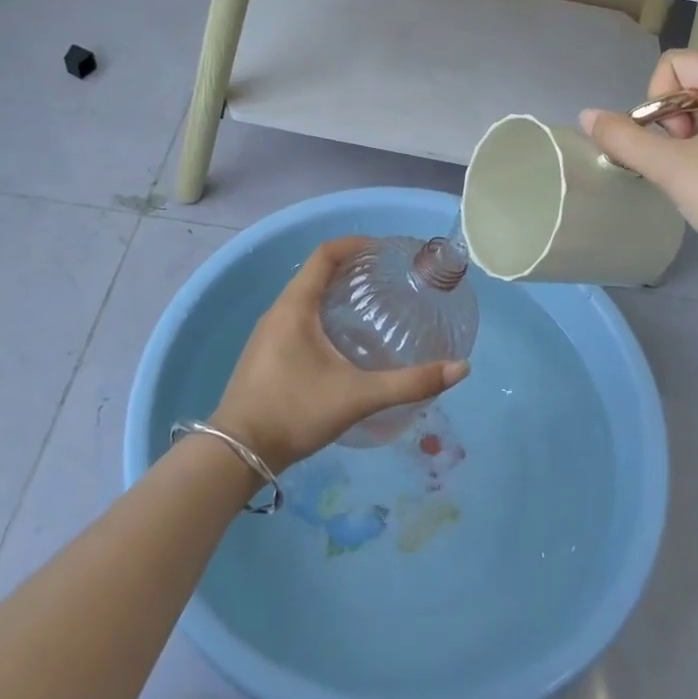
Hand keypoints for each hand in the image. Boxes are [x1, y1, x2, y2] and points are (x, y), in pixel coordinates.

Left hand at [211, 237, 469, 472]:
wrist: (236, 454)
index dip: (354, 244)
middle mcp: (278, 312)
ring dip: (334, 290)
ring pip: (304, 297)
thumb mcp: (358, 396)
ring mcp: (267, 334)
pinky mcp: (265, 355)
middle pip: (315, 273)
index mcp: (295, 307)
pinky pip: (297, 317)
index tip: (383, 248)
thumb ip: (409, 383)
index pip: (324, 255)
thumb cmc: (295, 412)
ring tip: (369, 304)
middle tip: (385, 277)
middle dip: (349, 267)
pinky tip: (342, 340)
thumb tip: (461, 368)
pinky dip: (322, 312)